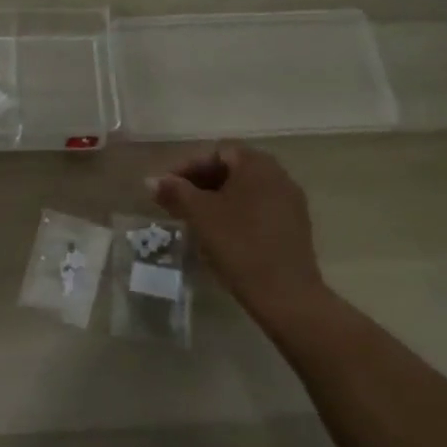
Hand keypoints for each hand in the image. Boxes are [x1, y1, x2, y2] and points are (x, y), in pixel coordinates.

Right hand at [149, 142, 330, 333]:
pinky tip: (220, 234)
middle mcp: (278, 175)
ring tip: (194, 219)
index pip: (216, 153)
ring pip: (245, 191)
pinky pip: (259, 209)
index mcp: (257, 164)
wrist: (285, 294)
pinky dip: (236, 214)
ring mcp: (290, 201)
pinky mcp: (295, 226)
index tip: (166, 188)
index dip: (186, 167)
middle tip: (176, 203)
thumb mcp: (200, 214)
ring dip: (217, 200)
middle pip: (232, 170)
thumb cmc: (239, 244)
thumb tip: (151, 180)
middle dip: (200, 184)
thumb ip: (175, 191)